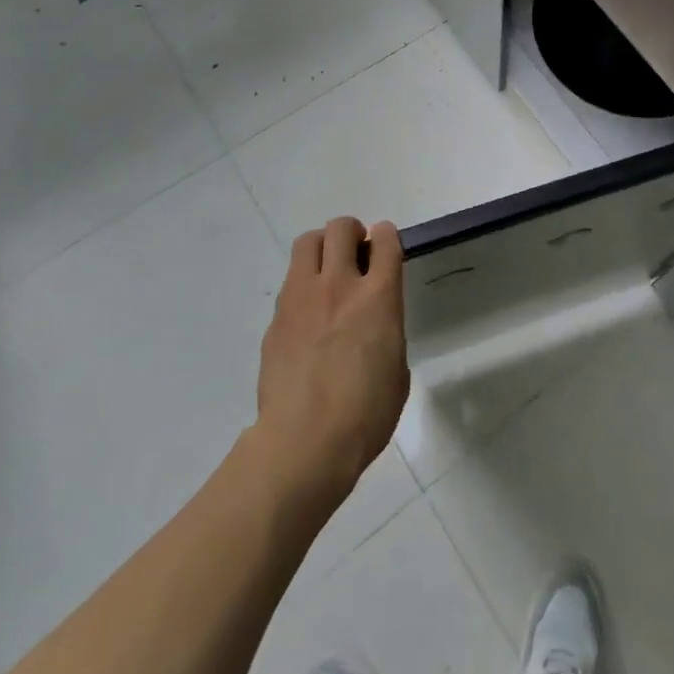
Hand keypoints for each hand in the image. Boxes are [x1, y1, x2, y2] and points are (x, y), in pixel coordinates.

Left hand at [254, 217, 408, 506]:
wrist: (303, 445)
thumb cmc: (365, 415)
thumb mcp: (397, 368)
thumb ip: (388, 330)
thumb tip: (375, 324)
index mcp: (379, 296)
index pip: (385, 239)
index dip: (386, 237)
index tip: (384, 248)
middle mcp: (339, 285)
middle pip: (341, 228)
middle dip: (351, 233)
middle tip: (356, 257)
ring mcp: (302, 298)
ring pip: (308, 242)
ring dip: (322, 248)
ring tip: (327, 273)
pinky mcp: (276, 319)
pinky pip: (290, 283)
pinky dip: (302, 286)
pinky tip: (307, 317)